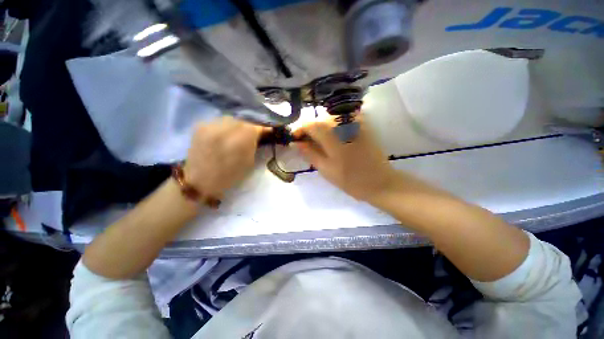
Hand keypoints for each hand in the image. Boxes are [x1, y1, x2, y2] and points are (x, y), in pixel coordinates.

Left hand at [185, 117, 260, 197]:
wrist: (199, 181)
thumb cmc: (229, 176)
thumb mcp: (249, 162)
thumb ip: (254, 145)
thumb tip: (258, 135)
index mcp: (239, 141)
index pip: (255, 127)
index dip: (262, 129)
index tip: (267, 132)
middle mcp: (225, 129)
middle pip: (243, 121)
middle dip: (249, 128)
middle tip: (252, 135)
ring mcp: (210, 126)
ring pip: (231, 119)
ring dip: (237, 126)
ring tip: (237, 135)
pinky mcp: (200, 126)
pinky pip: (219, 121)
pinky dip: (225, 127)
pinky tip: (224, 135)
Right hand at [295, 119, 396, 202]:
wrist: (380, 182)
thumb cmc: (351, 181)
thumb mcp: (326, 170)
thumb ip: (310, 154)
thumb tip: (296, 143)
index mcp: (333, 139)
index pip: (311, 125)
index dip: (300, 129)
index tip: (295, 137)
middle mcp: (344, 127)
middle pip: (321, 119)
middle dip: (310, 128)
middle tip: (306, 141)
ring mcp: (356, 125)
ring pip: (331, 118)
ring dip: (322, 127)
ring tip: (319, 140)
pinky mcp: (364, 126)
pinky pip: (344, 119)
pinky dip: (335, 125)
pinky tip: (335, 135)